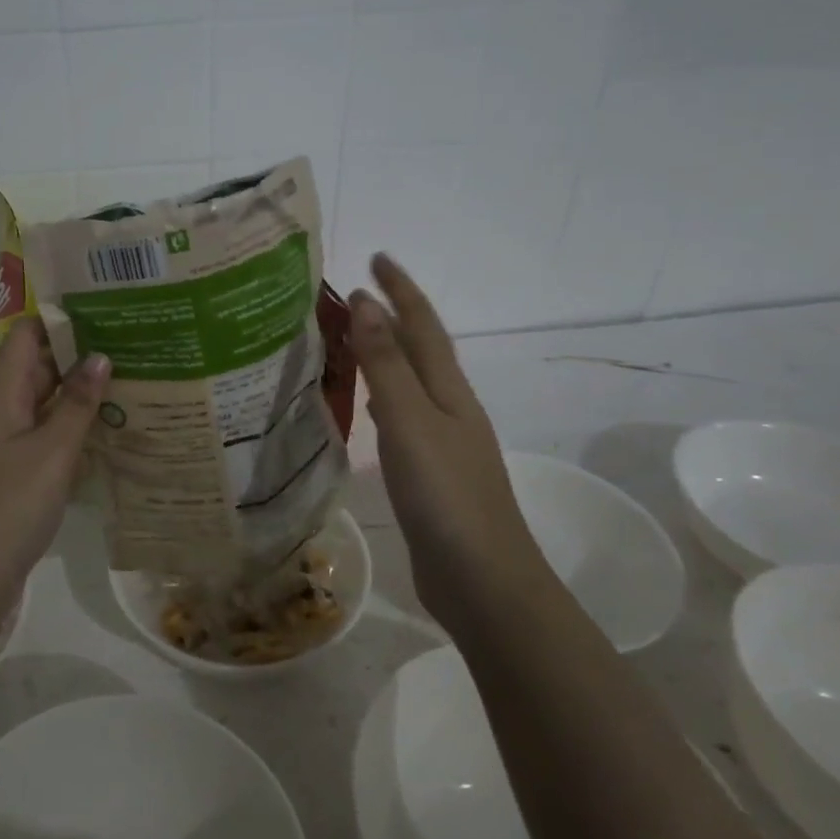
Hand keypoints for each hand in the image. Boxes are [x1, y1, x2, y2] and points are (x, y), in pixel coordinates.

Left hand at [0, 320, 109, 643]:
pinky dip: (78, 430)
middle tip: (132, 341)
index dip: (56, 318)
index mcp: (2, 399)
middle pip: (39, 369)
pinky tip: (115, 431)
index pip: (24, 340)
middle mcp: (3, 415)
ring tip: (134, 378)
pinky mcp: (20, 477)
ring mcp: (10, 448)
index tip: (101, 305)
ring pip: (48, 406)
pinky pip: (51, 439)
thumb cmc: (7, 509)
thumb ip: (76, 405)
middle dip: (80, 353)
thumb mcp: (49, 453)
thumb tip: (100, 356)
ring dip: (82, 393)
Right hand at [349, 253, 538, 627]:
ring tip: (356, 338)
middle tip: (357, 293)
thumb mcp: (410, 421)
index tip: (377, 257)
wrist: (483, 581)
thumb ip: (387, 364)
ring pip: (411, 383)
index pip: (422, 326)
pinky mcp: (431, 474)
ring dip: (388, 355)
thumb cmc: (445, 494)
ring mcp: (443, 444)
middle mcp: (450, 409)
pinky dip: (384, 398)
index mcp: (448, 391)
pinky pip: (402, 418)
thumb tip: (365, 302)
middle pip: (421, 350)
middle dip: (394, 316)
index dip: (401, 290)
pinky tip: (370, 407)